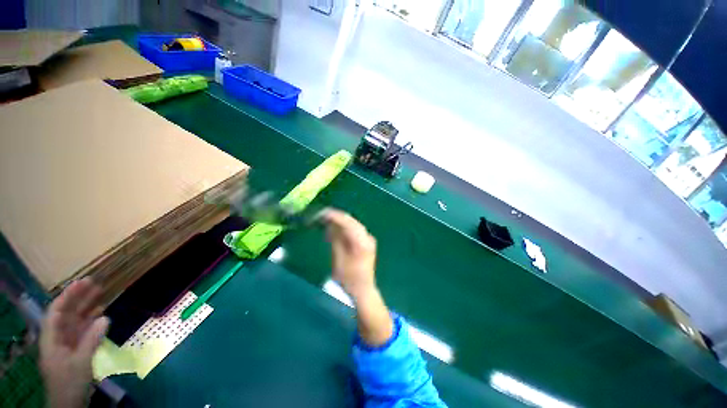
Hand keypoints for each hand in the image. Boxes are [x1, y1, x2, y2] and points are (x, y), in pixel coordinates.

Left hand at [40, 278, 109, 407]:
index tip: (81, 283)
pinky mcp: (76, 348)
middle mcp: (57, 336)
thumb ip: (91, 340)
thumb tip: (105, 317)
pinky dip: (91, 320)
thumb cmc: (69, 382)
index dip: (67, 296)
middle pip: (66, 313)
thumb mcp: (80, 363)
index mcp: (52, 338)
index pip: (56, 311)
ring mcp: (67, 342)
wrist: (69, 403)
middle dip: (78, 298)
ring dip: (86, 307)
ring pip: (75, 320)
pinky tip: (101, 313)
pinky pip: (83, 329)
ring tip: (101, 293)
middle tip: (95, 283)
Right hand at [321, 209, 376, 299]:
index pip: (348, 223)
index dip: (334, 216)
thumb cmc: (348, 278)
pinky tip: (337, 229)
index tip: (322, 214)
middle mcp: (367, 237)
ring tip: (327, 220)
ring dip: (341, 221)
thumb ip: (335, 239)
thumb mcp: (338, 259)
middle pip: (352, 221)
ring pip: (354, 224)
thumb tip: (329, 225)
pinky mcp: (367, 242)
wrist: (362, 289)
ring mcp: (369, 239)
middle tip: (322, 215)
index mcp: (361, 242)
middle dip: (337, 217)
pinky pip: (355, 229)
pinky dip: (346, 227)